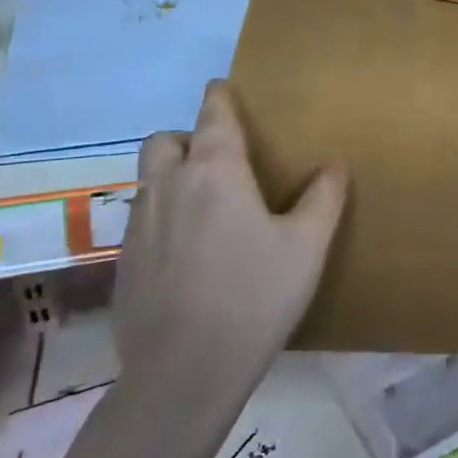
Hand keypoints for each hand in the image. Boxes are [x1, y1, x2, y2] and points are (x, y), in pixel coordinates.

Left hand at [111, 81, 345, 407]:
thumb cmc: (256, 296)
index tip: (222, 87)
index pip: (212, 115)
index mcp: (215, 172)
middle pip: (163, 140)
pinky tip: (188, 253)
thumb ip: (324, 199)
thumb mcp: (307, 247)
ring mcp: (139, 225)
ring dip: (170, 176)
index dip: (219, 97)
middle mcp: (169, 187)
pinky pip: (141, 220)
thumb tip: (333, 166)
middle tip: (215, 159)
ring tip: (204, 205)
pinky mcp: (123, 262)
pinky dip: (162, 217)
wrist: (185, 370)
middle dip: (186, 137)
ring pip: (147, 180)